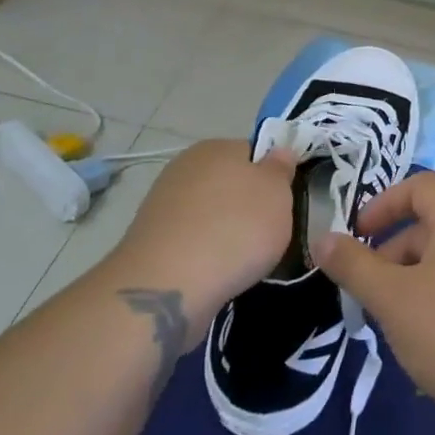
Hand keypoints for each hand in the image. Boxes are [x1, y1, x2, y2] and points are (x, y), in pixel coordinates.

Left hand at [102, 139, 296, 348]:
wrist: (167, 287)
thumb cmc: (234, 229)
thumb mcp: (277, 193)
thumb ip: (281, 169)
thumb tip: (278, 152)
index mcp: (216, 147)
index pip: (253, 152)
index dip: (273, 176)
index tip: (283, 202)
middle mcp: (185, 167)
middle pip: (229, 182)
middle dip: (247, 205)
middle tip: (268, 232)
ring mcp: (163, 205)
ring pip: (210, 213)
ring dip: (226, 231)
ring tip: (242, 259)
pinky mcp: (150, 242)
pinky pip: (191, 241)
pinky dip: (205, 253)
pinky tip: (216, 272)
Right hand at [313, 173, 434, 434]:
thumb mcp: (392, 298)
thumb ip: (354, 266)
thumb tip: (322, 238)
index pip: (421, 186)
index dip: (384, 203)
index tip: (356, 236)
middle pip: (430, 226)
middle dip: (391, 253)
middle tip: (366, 295)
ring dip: (409, 283)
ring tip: (389, 324)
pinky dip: (434, 302)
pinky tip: (422, 344)